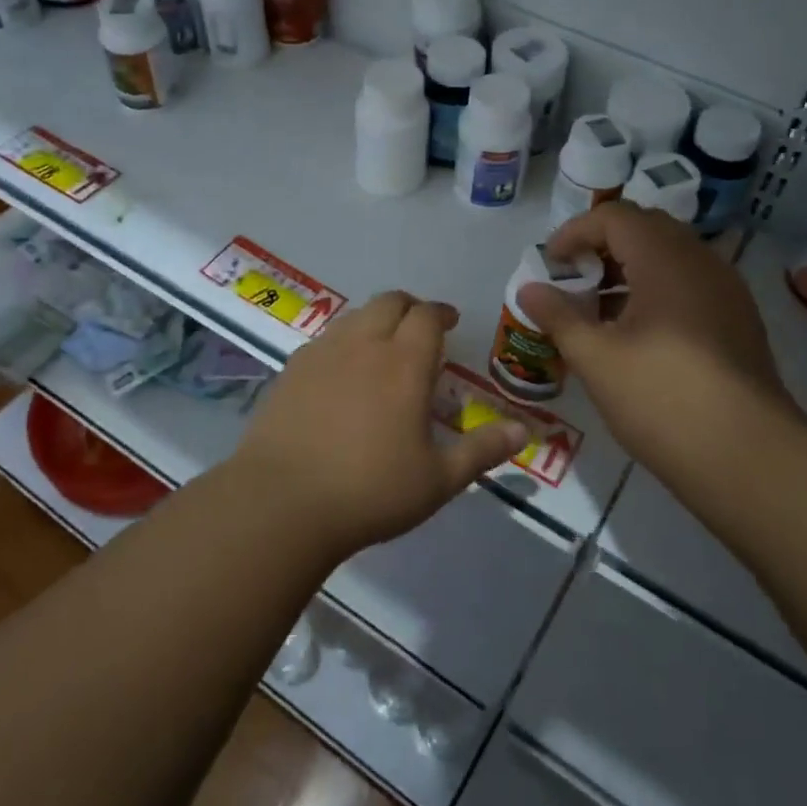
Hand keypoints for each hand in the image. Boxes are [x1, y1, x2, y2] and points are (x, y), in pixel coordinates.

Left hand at [228, 292, 530, 558]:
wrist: (281, 503)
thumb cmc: (370, 491)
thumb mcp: (438, 479)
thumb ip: (482, 450)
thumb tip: (525, 431)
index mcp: (404, 362)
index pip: (427, 316)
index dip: (441, 313)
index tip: (450, 323)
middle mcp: (364, 344)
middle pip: (390, 302)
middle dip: (410, 308)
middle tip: (421, 330)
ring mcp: (322, 353)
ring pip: (355, 316)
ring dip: (376, 320)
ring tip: (383, 348)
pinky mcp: (291, 369)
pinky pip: (326, 338)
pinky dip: (344, 341)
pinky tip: (343, 372)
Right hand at [518, 203, 786, 479]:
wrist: (748, 457)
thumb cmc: (662, 398)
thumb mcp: (596, 358)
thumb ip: (559, 316)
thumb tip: (529, 289)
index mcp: (667, 260)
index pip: (616, 217)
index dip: (576, 231)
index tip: (551, 262)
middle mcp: (702, 262)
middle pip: (646, 230)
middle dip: (602, 247)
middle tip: (573, 279)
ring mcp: (727, 291)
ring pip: (671, 258)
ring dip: (629, 270)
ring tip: (597, 310)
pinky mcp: (738, 320)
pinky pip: (690, 285)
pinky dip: (656, 291)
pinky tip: (637, 334)